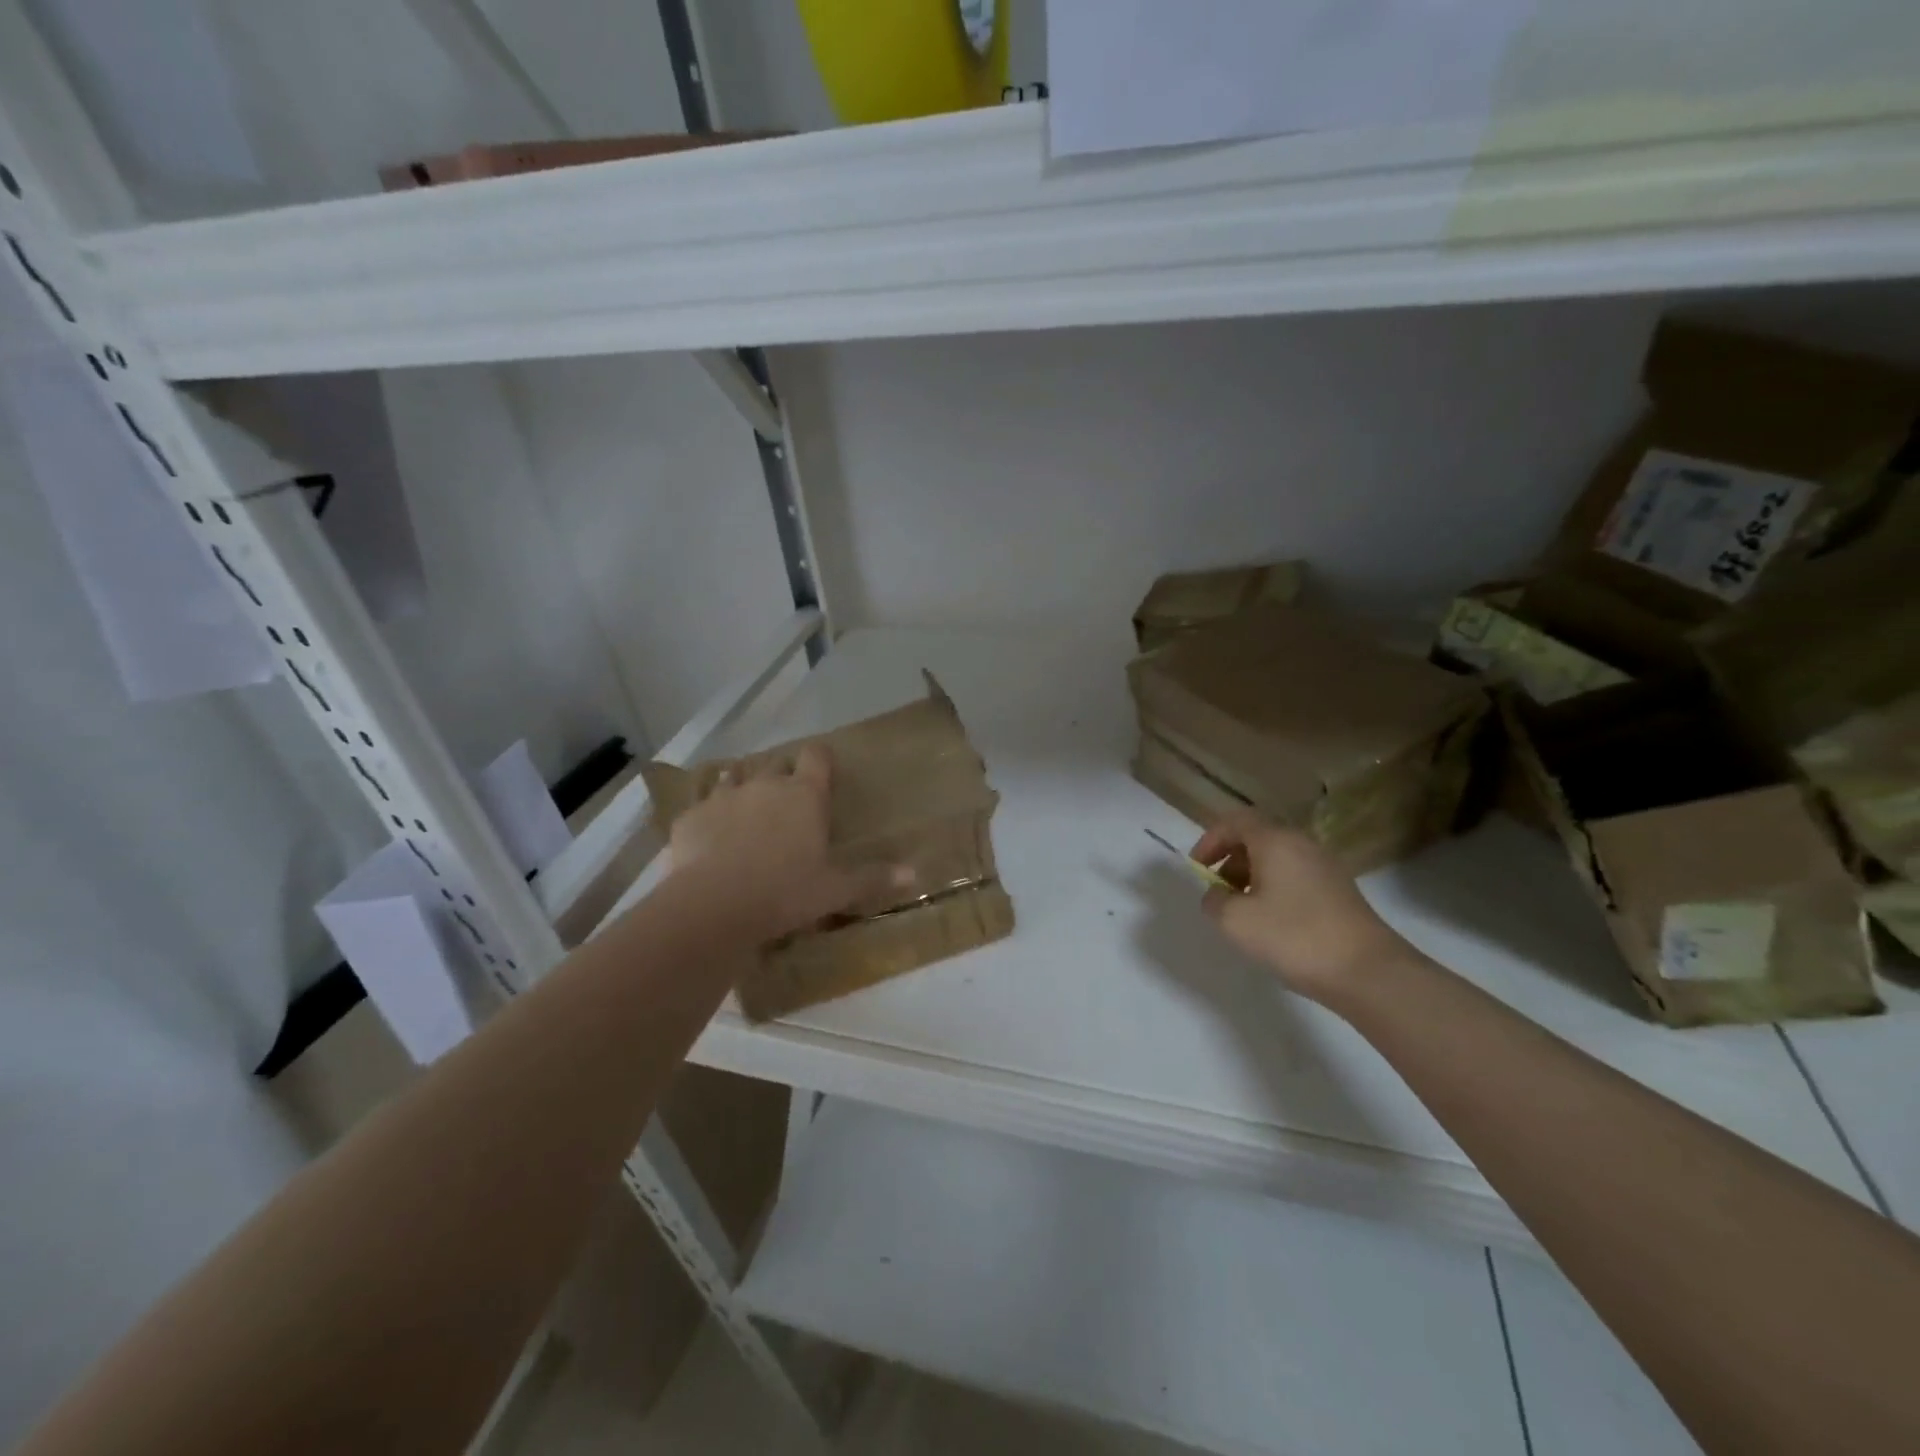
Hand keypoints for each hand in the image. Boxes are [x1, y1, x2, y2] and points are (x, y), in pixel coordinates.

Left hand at [668, 743, 911, 943]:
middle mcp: (765, 785)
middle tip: (787, 801)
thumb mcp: (835, 890)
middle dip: (782, 775)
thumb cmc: (785, 893)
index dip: (821, 759)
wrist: (713, 907)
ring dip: (743, 787)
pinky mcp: (690, 816)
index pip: (816, 756)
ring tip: (746, 811)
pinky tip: (709, 839)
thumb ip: (872, 878)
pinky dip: (709, 816)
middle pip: (776, 763)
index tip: (823, 770)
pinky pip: (702, 805)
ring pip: (734, 776)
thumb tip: (915, 874)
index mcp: (804, 795)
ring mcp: (723, 797)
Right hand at [1191, 812, 1408, 1005]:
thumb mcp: (1235, 921)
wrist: (1368, 972)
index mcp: (1275, 841)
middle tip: (1217, 891)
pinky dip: (1275, 890)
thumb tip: (1217, 895)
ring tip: (1242, 911)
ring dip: (1251, 877)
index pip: (1235, 821)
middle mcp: (1302, 844)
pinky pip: (1296, 877)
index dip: (1210, 839)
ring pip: (1277, 859)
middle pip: (1257, 838)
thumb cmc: (1294, 937)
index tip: (1197, 868)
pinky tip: (1272, 924)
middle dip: (1230, 860)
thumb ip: (1214, 901)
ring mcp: (1325, 867)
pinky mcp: (1339, 891)